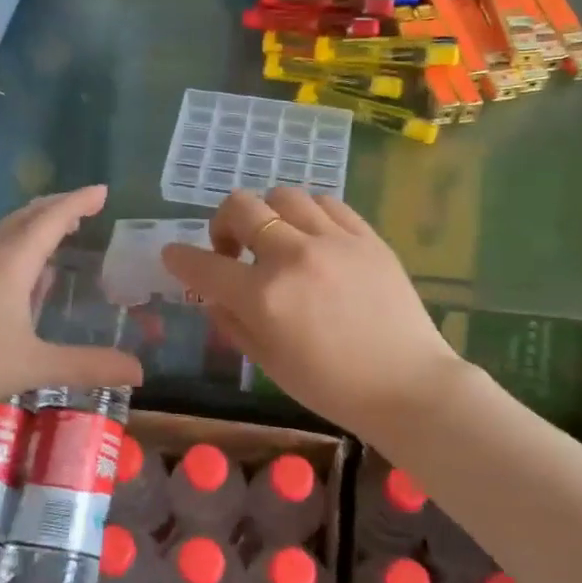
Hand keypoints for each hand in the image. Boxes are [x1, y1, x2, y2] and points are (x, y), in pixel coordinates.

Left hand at [0, 185, 142, 420]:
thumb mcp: (34, 366)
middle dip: (56, 207)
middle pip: (25, 217)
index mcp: (11, 262)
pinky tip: (14, 278)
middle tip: (82, 207)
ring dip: (32, 226)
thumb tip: (140, 371)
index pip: (51, 219)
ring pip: (2, 233)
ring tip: (53, 233)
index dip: (79, 202)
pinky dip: (12, 248)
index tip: (102, 190)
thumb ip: (87, 366)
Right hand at [160, 187, 463, 435]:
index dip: (179, 258)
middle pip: (241, 207)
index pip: (204, 266)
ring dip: (268, 213)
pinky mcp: (367, 236)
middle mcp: (294, 256)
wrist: (408, 385)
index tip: (173, 256)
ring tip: (276, 239)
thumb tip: (214, 296)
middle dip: (222, 223)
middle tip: (233, 250)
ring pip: (284, 195)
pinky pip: (327, 203)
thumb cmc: (333, 387)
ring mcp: (334, 241)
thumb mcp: (269, 364)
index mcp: (264, 297)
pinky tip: (312, 236)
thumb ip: (233, 324)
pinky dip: (308, 213)